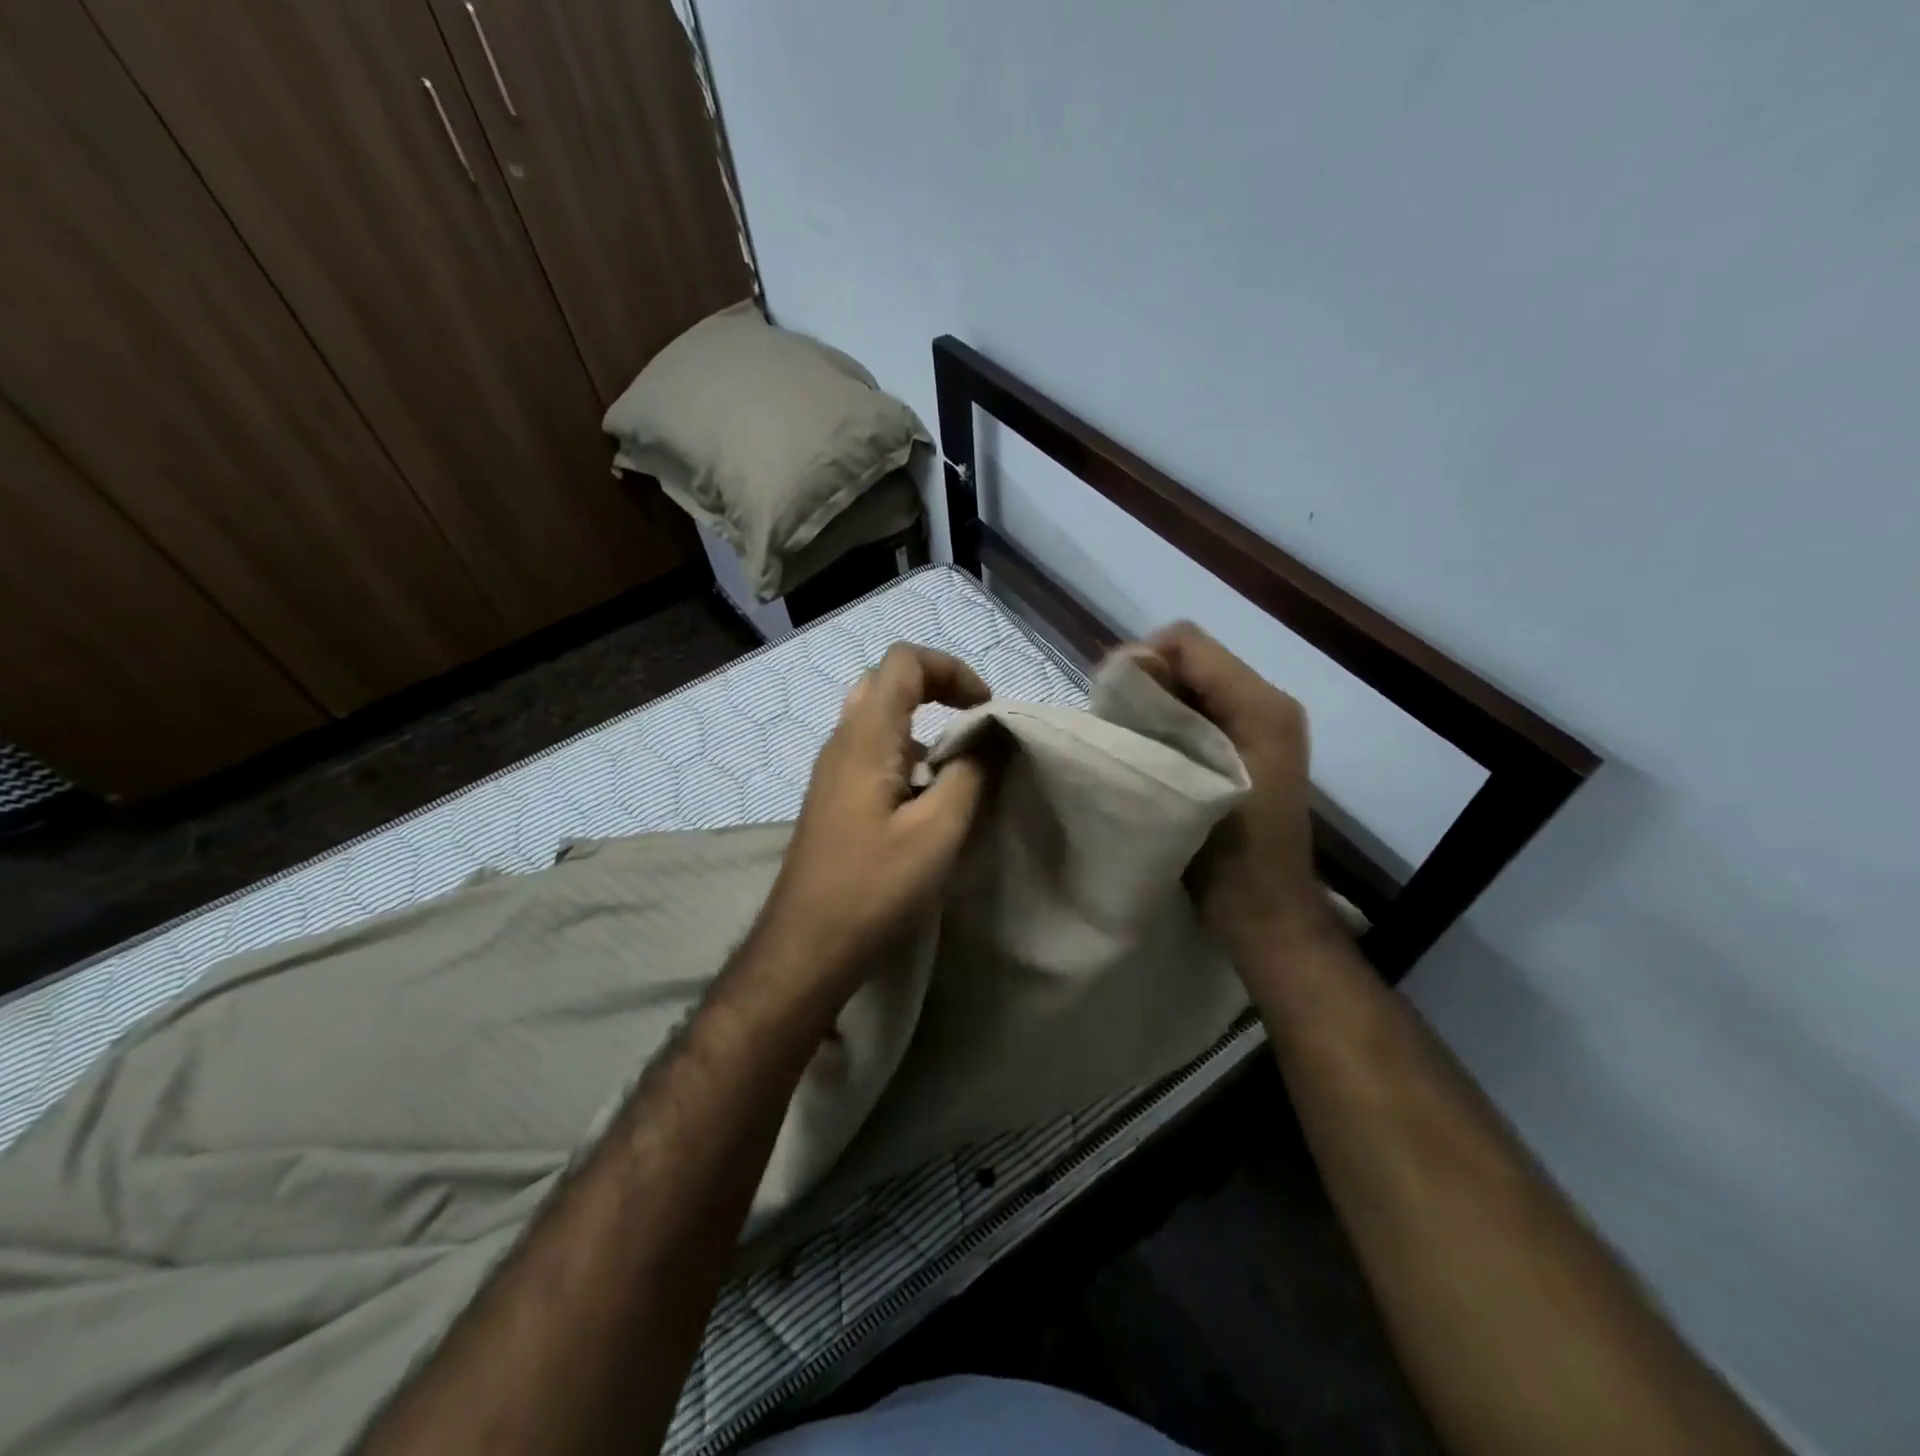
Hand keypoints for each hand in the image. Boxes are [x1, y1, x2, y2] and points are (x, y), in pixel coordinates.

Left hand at [761, 644, 993, 987]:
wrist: (806, 945)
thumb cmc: (873, 887)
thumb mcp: (937, 831)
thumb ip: (970, 773)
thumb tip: (992, 735)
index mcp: (865, 737)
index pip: (904, 661)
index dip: (951, 669)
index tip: (986, 709)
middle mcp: (842, 741)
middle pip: (888, 682)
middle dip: (937, 690)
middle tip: (972, 724)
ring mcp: (833, 770)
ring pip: (879, 718)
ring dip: (922, 725)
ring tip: (957, 764)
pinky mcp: (834, 798)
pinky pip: (872, 751)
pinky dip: (907, 754)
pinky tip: (927, 798)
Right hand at [1133, 622, 1332, 955]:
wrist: (1262, 910)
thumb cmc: (1228, 850)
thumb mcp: (1193, 777)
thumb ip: (1164, 715)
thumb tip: (1129, 668)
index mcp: (1260, 702)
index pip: (1186, 642)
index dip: (1141, 660)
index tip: (1111, 703)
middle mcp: (1264, 702)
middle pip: (1188, 660)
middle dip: (1145, 683)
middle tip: (1115, 725)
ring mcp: (1257, 725)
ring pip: (1189, 685)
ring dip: (1152, 705)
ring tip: (1127, 741)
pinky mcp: (1244, 747)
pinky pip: (1196, 712)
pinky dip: (1166, 723)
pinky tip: (1148, 755)